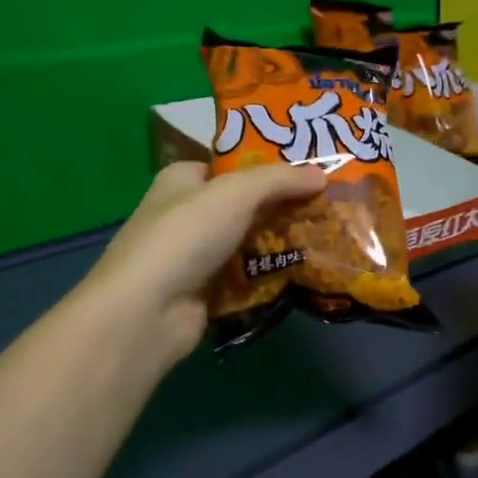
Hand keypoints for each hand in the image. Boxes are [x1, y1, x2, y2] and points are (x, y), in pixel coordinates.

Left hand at [80, 160, 327, 363]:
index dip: (267, 165)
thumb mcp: (236, 193)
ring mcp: (195, 256)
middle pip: (244, 204)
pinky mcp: (206, 292)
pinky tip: (307, 272)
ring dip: (282, 242)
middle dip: (283, 205)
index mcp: (183, 180)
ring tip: (328, 236)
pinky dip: (271, 275)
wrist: (148, 311)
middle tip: (329, 204)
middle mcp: (186, 214)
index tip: (309, 169)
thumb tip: (322, 174)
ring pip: (249, 242)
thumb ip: (280, 180)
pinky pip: (248, 277)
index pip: (229, 165)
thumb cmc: (186, 236)